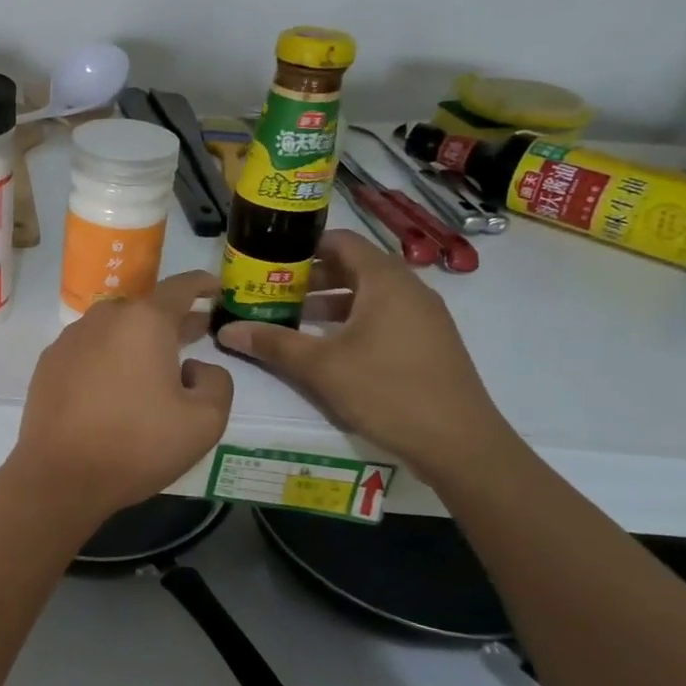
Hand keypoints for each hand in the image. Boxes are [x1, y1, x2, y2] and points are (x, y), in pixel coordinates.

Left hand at [3, 271, 233, 530]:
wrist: (60, 477)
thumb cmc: (137, 445)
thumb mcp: (205, 422)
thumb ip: (217, 382)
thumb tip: (193, 367)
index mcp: (144, 322)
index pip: (180, 288)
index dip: (202, 285)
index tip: (215, 287)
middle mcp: (104, 318)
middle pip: (146, 309)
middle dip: (173, 319)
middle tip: (195, 333)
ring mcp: (70, 338)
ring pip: (115, 328)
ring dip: (138, 340)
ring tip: (155, 365)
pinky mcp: (49, 363)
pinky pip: (89, 349)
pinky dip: (108, 357)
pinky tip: (115, 387)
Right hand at [214, 230, 509, 475]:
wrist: (460, 444)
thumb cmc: (387, 391)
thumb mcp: (320, 367)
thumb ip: (273, 343)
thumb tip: (225, 330)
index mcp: (385, 280)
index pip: (341, 242)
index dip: (303, 246)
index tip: (270, 259)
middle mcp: (409, 288)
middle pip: (353, 267)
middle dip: (311, 277)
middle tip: (272, 291)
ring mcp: (424, 316)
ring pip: (369, 294)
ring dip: (330, 302)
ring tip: (291, 319)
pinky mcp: (429, 342)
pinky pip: (384, 315)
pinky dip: (353, 320)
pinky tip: (328, 347)